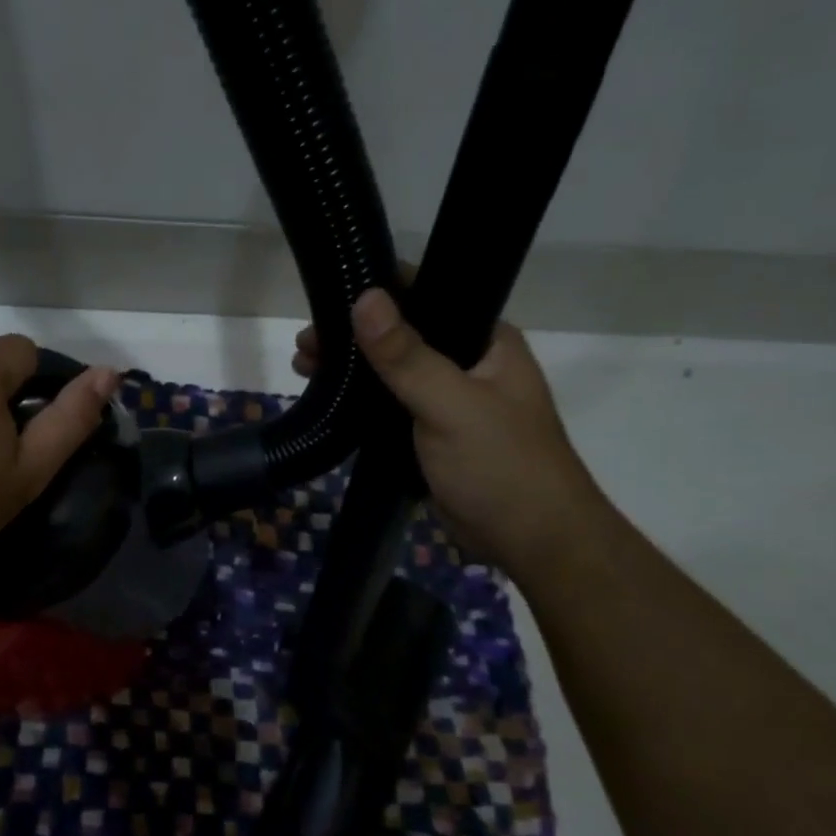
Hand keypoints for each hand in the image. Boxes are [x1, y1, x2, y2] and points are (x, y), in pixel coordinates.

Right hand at [299, 289, 606, 577]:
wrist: (531, 542)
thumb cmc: (501, 465)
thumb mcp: (450, 405)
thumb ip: (406, 355)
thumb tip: (364, 298)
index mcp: (485, 342)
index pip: (428, 296)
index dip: (377, 293)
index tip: (328, 300)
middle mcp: (467, 364)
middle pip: (401, 336)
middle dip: (351, 337)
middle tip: (305, 346)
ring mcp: (448, 401)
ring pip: (391, 374)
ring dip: (350, 370)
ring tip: (303, 369)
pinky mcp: (430, 435)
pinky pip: (389, 408)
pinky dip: (359, 402)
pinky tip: (329, 402)